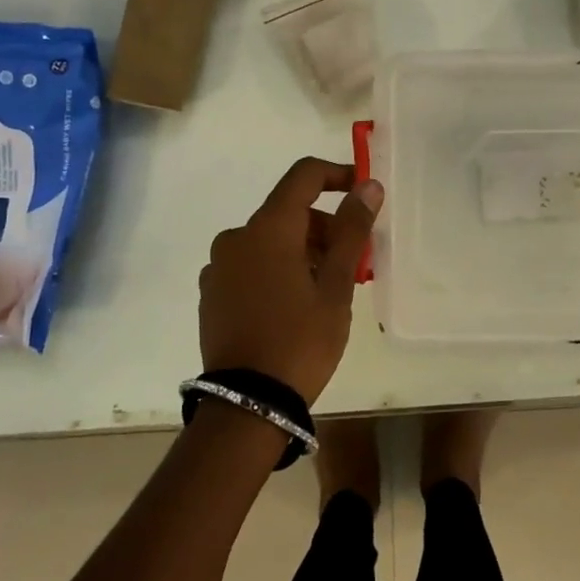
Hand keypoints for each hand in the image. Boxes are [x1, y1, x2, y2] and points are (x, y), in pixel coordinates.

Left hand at [198, 157, 383, 404]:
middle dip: (325, 226)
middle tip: (355, 262)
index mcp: (267, 228)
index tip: (363, 194)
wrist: (247, 405)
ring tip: (328, 289)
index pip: (303, 175)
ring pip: (270, 240)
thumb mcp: (336, 286)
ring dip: (303, 250)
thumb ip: (352, 230)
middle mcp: (236, 237)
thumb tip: (368, 186)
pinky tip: (295, 304)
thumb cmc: (301, 340)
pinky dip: (277, 268)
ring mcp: (219, 267)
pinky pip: (251, 264)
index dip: (337, 175)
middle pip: (288, 211)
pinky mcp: (212, 293)